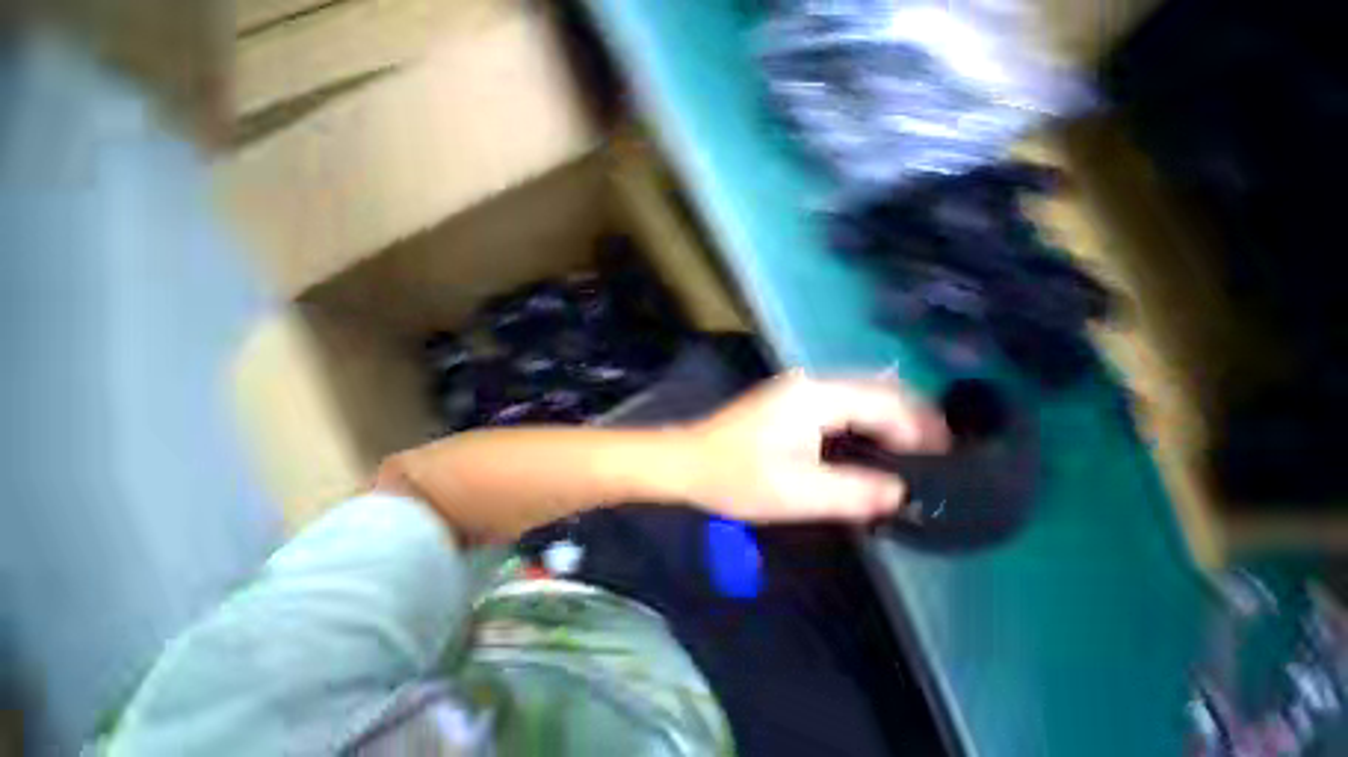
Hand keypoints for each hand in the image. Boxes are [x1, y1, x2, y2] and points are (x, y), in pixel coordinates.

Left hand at [680, 371, 948, 522]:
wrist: (688, 460)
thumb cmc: (736, 476)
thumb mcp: (797, 493)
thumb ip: (854, 492)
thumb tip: (900, 491)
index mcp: (814, 397)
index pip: (883, 402)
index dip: (920, 428)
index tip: (947, 457)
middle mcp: (808, 383)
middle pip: (874, 390)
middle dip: (911, 418)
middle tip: (937, 456)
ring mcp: (795, 388)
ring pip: (857, 394)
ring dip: (887, 418)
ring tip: (913, 452)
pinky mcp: (786, 400)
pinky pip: (838, 402)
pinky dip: (862, 419)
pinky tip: (870, 443)